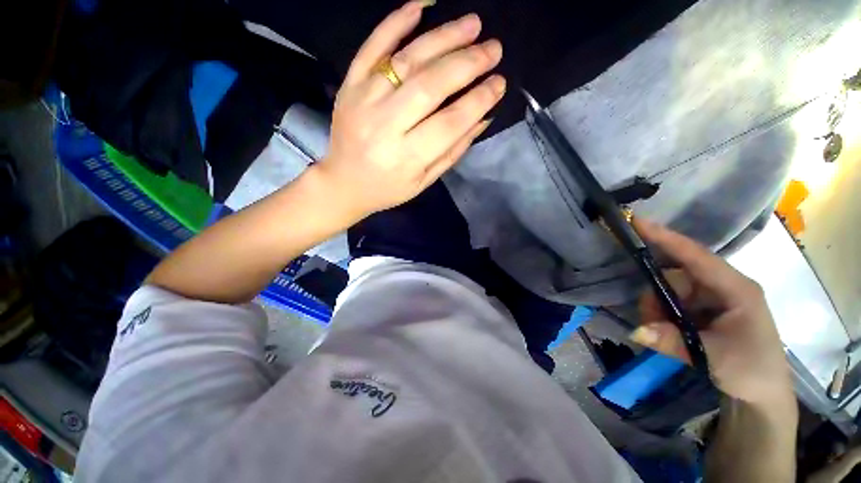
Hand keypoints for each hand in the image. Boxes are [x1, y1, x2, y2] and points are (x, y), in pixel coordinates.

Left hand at [314, 1, 505, 220]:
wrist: (343, 182)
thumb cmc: (388, 188)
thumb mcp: (424, 181)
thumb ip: (453, 151)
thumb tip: (482, 118)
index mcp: (406, 157)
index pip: (450, 122)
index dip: (478, 100)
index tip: (499, 83)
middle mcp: (385, 125)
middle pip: (431, 85)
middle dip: (467, 64)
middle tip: (493, 49)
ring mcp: (363, 100)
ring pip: (407, 60)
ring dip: (443, 37)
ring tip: (473, 25)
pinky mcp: (349, 85)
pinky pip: (372, 47)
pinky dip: (395, 23)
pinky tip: (420, 6)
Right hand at [630, 219, 793, 407]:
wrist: (763, 394)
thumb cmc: (751, 369)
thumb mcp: (713, 357)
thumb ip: (673, 341)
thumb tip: (635, 330)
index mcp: (736, 288)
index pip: (697, 256)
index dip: (667, 238)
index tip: (638, 223)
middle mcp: (723, 287)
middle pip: (677, 276)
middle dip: (657, 296)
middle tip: (649, 320)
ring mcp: (714, 298)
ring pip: (672, 291)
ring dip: (659, 310)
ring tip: (661, 333)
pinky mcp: (705, 310)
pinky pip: (674, 303)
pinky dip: (664, 316)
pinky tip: (667, 332)